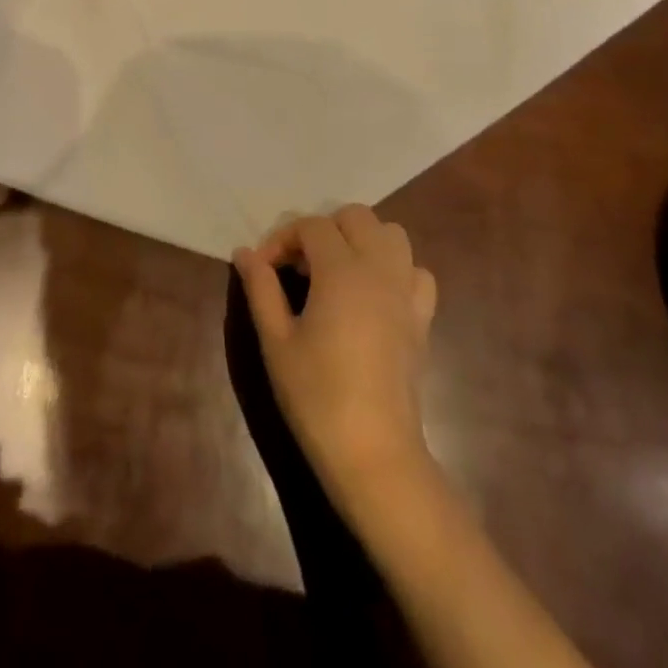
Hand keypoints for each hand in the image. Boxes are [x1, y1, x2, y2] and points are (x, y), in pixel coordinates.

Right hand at [234, 206, 438, 508]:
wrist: (373, 450)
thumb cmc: (316, 394)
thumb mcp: (275, 340)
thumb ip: (261, 288)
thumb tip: (245, 253)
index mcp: (341, 270)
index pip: (311, 225)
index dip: (282, 238)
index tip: (263, 268)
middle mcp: (380, 268)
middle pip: (355, 217)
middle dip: (323, 230)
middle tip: (298, 267)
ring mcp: (406, 291)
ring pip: (391, 234)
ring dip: (361, 240)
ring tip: (334, 272)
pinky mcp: (422, 317)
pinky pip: (415, 270)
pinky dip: (393, 269)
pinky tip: (372, 295)